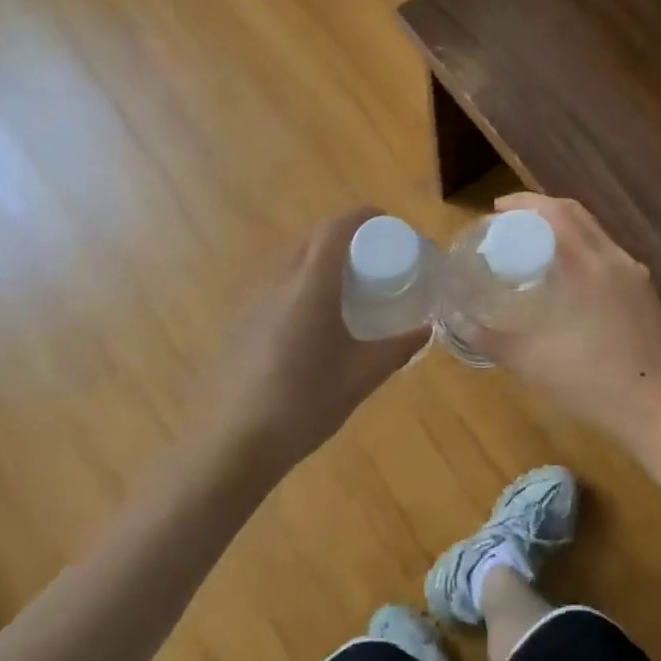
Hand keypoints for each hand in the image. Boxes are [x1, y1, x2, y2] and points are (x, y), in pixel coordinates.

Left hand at [198, 208, 429, 467]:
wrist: (235, 444)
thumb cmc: (305, 404)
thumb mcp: (361, 378)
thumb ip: (397, 349)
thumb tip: (426, 329)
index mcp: (310, 288)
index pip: (334, 230)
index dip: (362, 216)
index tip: (387, 221)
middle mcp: (279, 285)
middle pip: (313, 241)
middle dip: (345, 237)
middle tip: (375, 257)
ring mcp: (255, 304)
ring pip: (293, 264)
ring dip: (323, 262)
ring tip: (351, 288)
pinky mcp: (244, 325)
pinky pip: (280, 289)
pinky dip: (305, 286)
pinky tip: (318, 323)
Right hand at [466, 192, 660, 436]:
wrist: (658, 410)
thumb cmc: (590, 382)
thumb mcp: (529, 361)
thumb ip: (490, 338)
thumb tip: (458, 322)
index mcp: (586, 265)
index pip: (555, 212)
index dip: (524, 203)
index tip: (496, 211)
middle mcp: (614, 260)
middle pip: (577, 215)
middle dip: (542, 211)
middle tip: (512, 224)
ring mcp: (636, 276)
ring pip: (596, 235)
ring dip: (565, 231)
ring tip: (537, 249)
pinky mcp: (647, 295)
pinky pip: (609, 257)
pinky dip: (584, 252)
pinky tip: (570, 282)